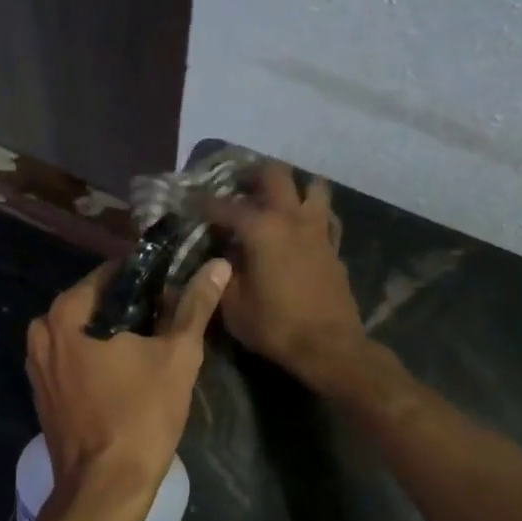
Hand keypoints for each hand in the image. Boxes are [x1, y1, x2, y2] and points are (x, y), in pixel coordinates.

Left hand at [24, 257, 231, 520]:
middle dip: (133, 308)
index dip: (149, 278)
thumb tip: (218, 266)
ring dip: (116, 333)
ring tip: (154, 347)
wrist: (104, 489)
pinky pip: (73, 357)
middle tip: (171, 322)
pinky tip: (128, 373)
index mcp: (67, 312)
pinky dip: (98, 357)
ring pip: (84, 331)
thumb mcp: (178, 356)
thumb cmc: (141, 417)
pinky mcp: (42, 391)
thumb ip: (195, 305)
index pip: (113, 273)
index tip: (176, 290)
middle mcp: (42, 330)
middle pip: (96, 302)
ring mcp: (37, 363)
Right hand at [205, 162, 365, 384]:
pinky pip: (326, 216)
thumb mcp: (232, 304)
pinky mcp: (334, 246)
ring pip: (313, 186)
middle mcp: (291, 218)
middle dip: (252, 175)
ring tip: (275, 202)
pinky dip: (313, 214)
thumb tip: (217, 256)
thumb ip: (220, 273)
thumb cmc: (274, 325)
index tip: (187, 201)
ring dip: (293, 188)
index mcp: (261, 228)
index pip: (223, 205)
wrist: (328, 346)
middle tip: (237, 188)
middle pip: (275, 174)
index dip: (201, 202)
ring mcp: (318, 229)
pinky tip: (301, 228)